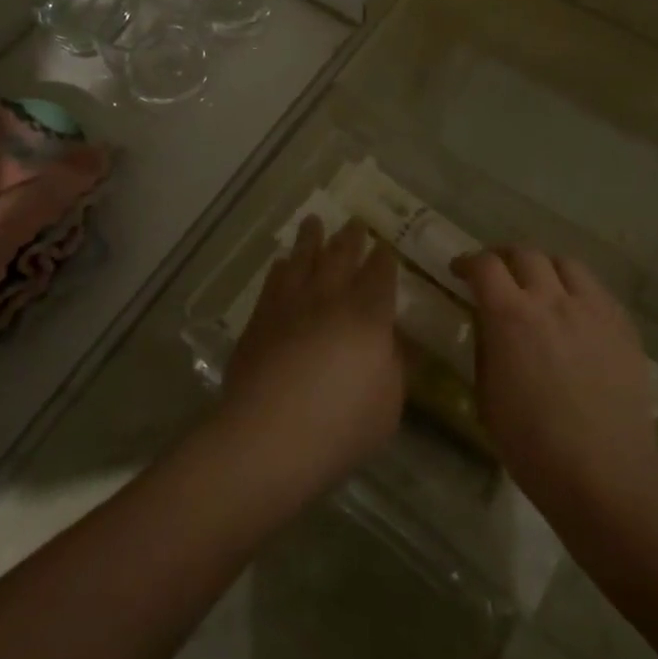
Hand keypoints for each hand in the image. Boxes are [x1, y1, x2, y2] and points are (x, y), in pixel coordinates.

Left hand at [219, 217, 403, 489]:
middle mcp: (330, 299)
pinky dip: (282, 267)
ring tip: (314, 222)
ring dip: (311, 239)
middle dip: (350, 237)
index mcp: (368, 315)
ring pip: (303, 259)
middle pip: (341, 256)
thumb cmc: (341, 425)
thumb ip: (395, 367)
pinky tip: (282, 263)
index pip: (379, 275)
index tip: (384, 247)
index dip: (383, 259)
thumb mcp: (389, 404)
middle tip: (354, 221)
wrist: (268, 436)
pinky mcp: (260, 319)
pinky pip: (274, 281)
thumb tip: (397, 342)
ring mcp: (290, 305)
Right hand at [453, 247, 657, 516]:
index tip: (459, 271)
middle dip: (503, 258)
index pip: (485, 265)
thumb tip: (487, 320)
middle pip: (525, 253)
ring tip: (539, 286)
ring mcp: (593, 309)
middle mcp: (552, 300)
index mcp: (511, 316)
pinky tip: (573, 312)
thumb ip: (485, 344)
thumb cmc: (532, 444)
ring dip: (544, 267)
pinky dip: (576, 290)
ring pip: (566, 264)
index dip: (468, 262)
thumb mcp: (487, 393)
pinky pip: (596, 290)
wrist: (604, 473)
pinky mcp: (622, 325)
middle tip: (496, 274)